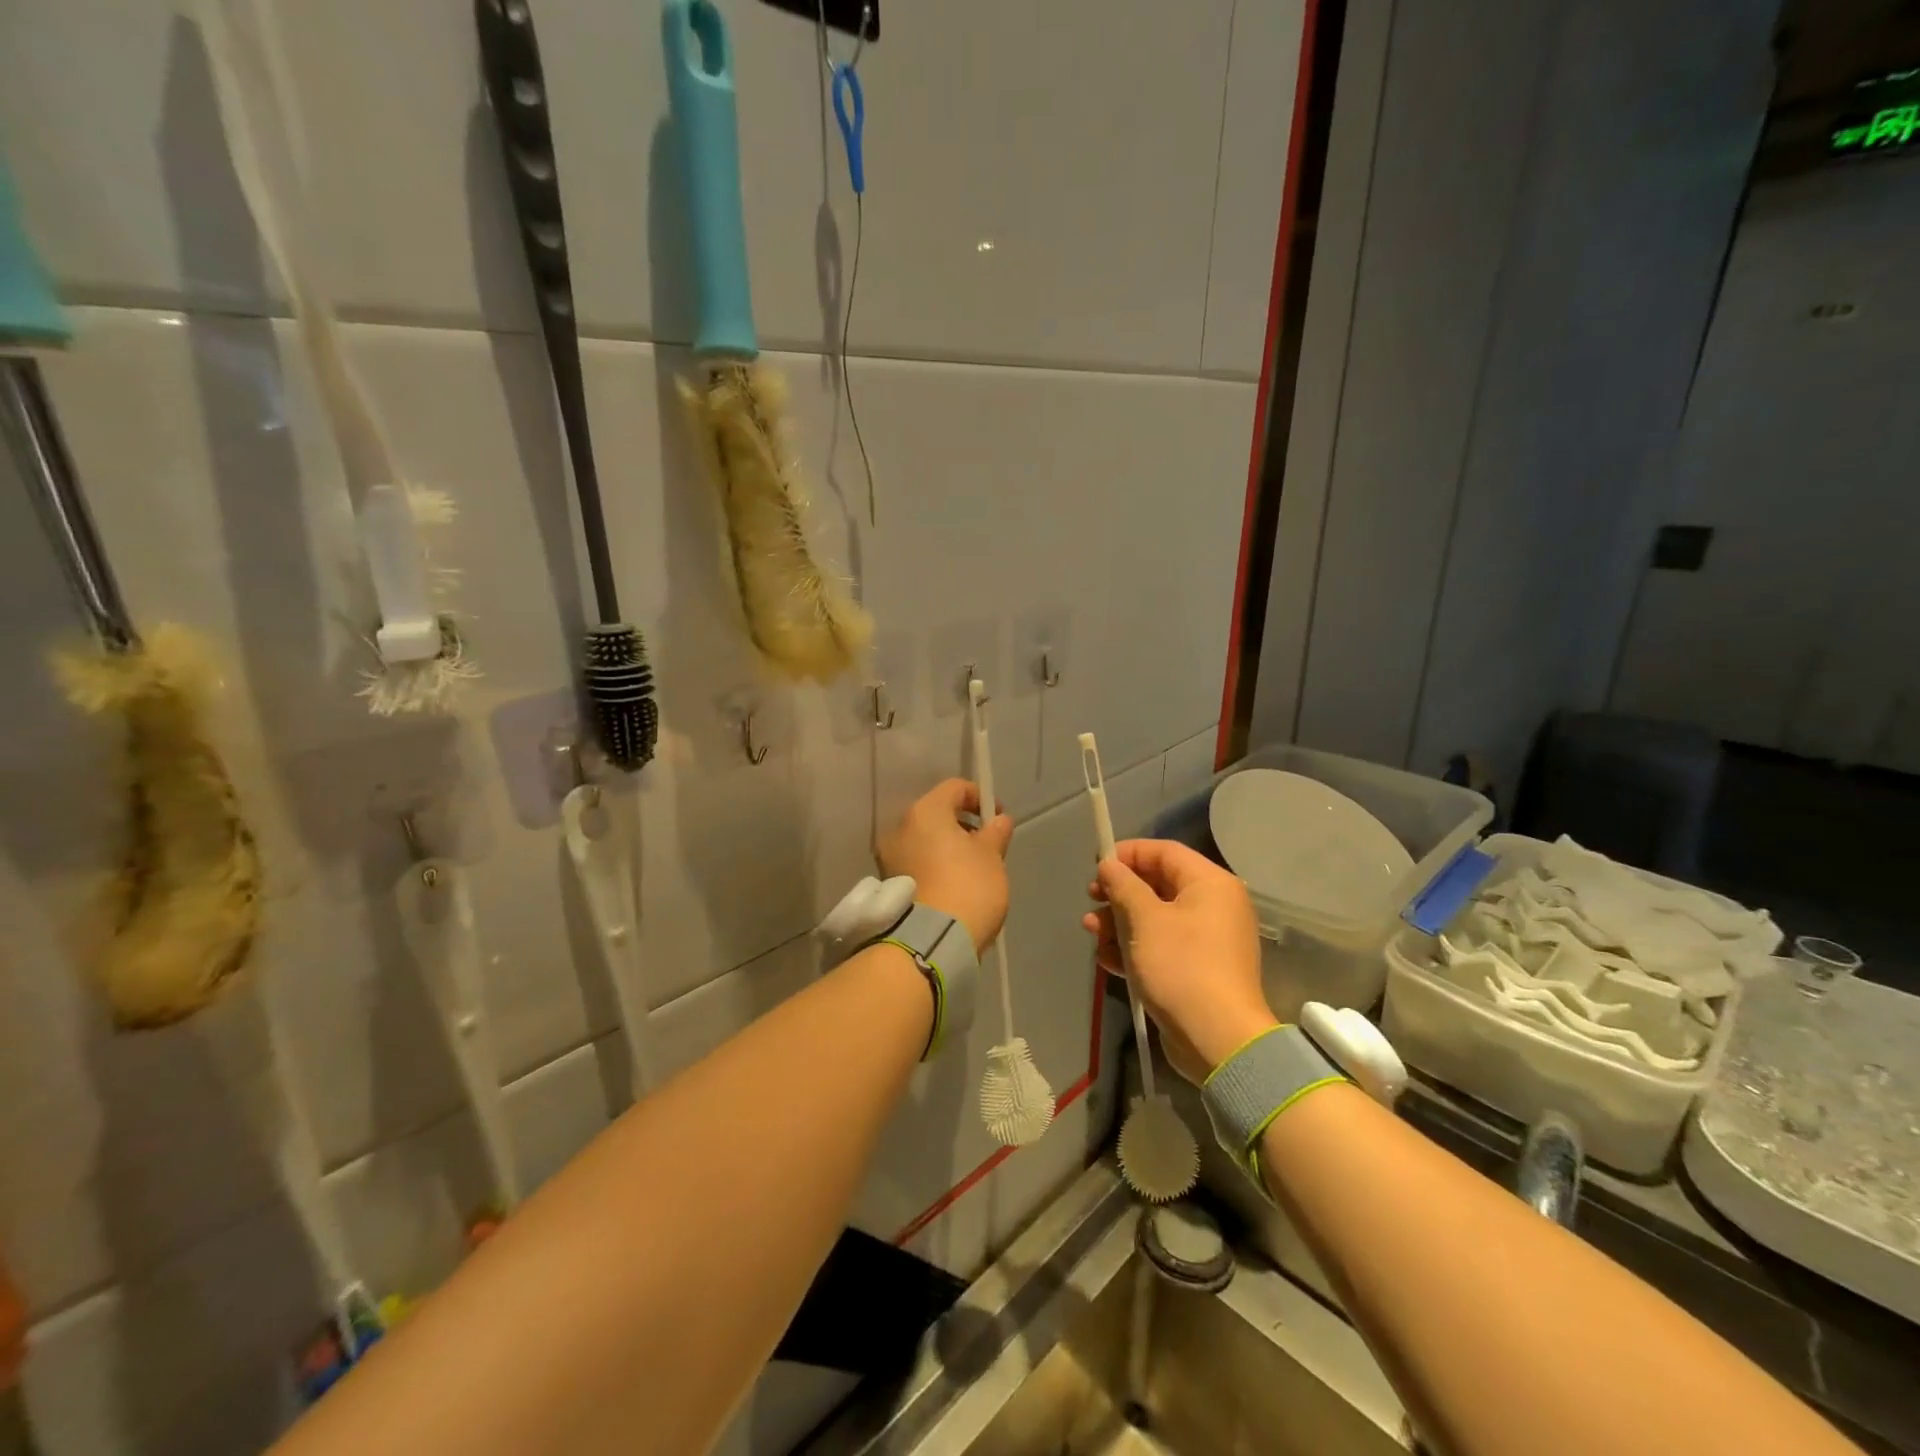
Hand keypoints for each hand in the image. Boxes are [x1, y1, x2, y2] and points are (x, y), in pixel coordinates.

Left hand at [879, 779, 1013, 950]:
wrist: (931, 942)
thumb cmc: (967, 886)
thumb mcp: (992, 856)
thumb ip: (995, 832)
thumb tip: (998, 820)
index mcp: (924, 812)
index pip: (954, 788)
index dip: (979, 797)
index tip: (998, 817)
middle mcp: (900, 828)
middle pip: (936, 815)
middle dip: (962, 825)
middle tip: (987, 846)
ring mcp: (890, 858)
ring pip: (925, 841)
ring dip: (947, 848)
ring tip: (973, 869)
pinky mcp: (890, 885)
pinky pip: (917, 864)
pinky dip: (935, 866)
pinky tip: (955, 886)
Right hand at [1083, 839, 1275, 1082]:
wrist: (1218, 1039)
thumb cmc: (1181, 967)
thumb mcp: (1144, 920)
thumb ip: (1123, 886)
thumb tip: (1109, 865)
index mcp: (1210, 883)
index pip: (1164, 852)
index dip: (1127, 853)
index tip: (1096, 864)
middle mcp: (1213, 905)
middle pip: (1158, 884)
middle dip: (1119, 893)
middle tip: (1091, 899)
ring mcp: (1206, 940)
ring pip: (1155, 918)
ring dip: (1119, 922)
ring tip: (1091, 933)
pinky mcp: (1197, 969)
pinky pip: (1161, 946)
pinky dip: (1134, 948)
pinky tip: (1106, 959)